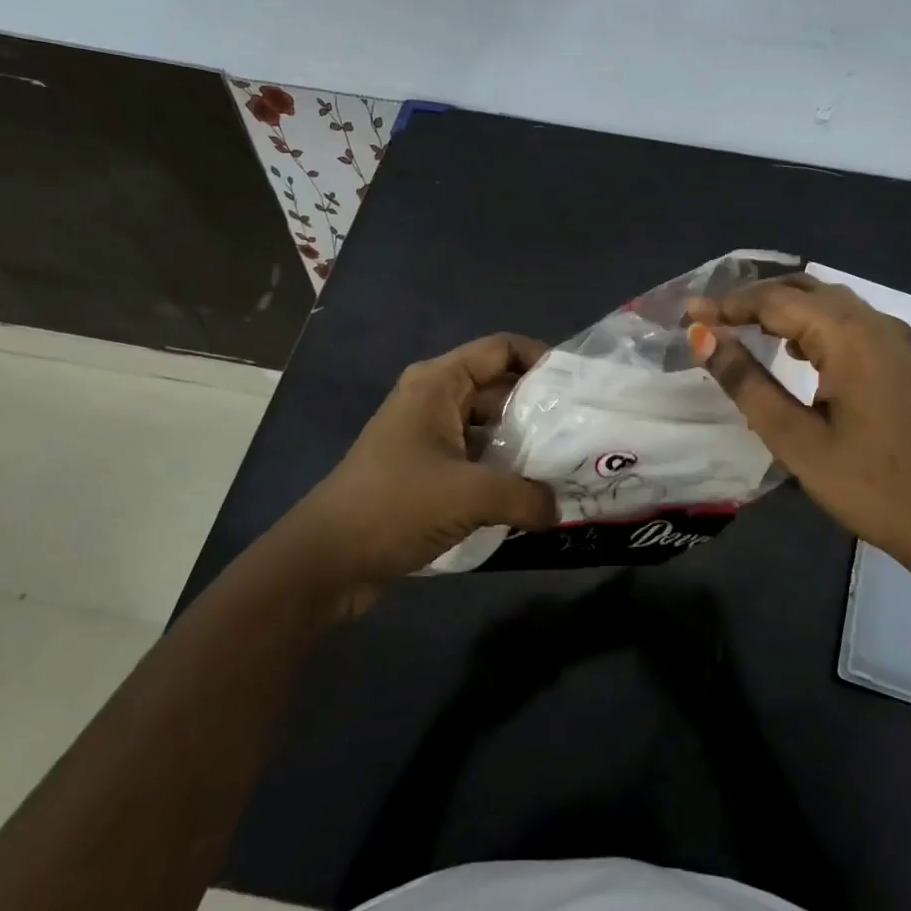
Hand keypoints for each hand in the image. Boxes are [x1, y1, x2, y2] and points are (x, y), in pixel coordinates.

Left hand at [283, 333, 556, 590]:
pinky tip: (536, 494)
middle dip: (542, 408)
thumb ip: (526, 496)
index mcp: (438, 383)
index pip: (502, 349)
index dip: (544, 358)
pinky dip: (506, 472)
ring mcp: (430, 437)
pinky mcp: (429, 472)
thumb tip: (560, 509)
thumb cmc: (394, 506)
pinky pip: (478, 459)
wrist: (326, 561)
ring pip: (491, 428)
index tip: (580, 386)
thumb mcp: (469, 495)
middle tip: (585, 431)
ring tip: (569, 464)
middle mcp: (435, 400)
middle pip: (501, 388)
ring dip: (526, 445)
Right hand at [687, 276, 910, 569]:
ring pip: (827, 302)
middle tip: (709, 320)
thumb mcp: (794, 437)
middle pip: (803, 289)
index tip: (688, 314)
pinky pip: (847, 322)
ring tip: (739, 328)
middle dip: (753, 298)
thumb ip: (746, 381)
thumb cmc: (865, 483)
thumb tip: (703, 337)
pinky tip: (792, 348)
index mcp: (849, 336)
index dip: (728, 304)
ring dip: (782, 308)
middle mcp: (874, 322)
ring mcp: (893, 338)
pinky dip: (811, 323)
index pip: (775, 300)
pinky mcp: (900, 358)